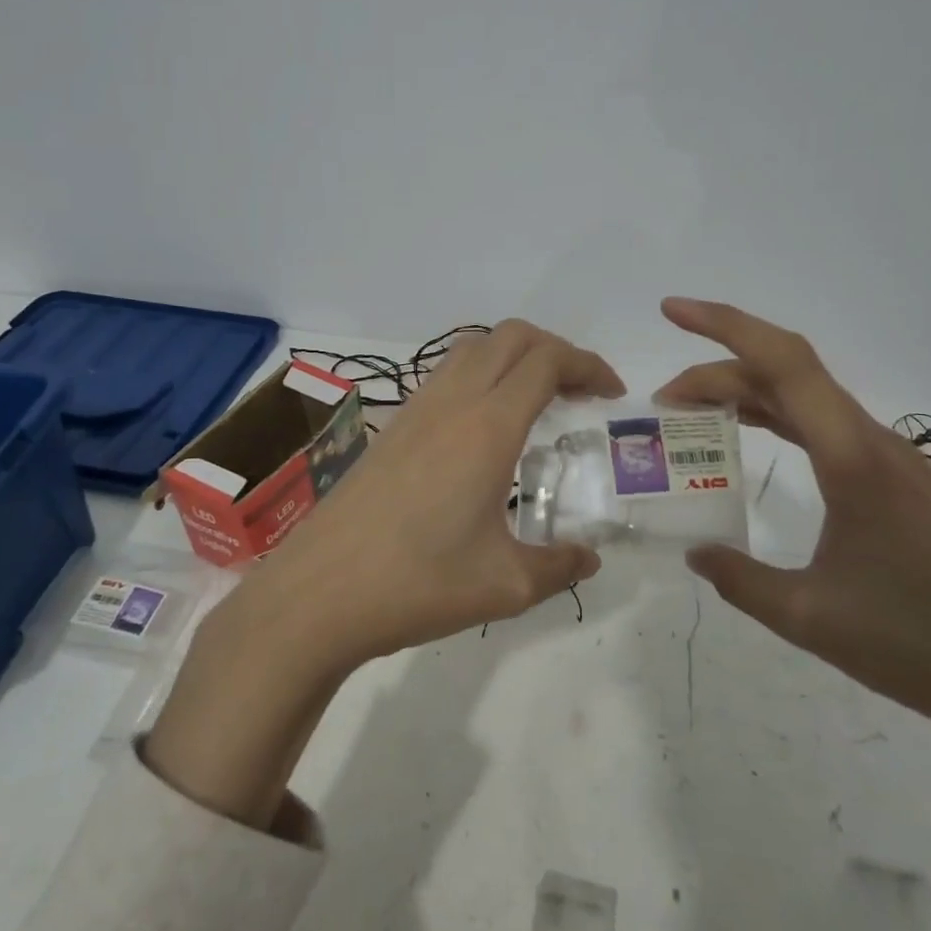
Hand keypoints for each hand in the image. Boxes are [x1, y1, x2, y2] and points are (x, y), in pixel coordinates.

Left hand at [144, 320, 620, 828]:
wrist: (319, 593)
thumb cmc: (417, 584)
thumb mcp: (504, 586)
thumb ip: (558, 566)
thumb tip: (588, 558)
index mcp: (488, 427)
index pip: (547, 361)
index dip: (587, 365)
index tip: (611, 393)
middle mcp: (452, 402)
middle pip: (512, 337)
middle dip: (555, 350)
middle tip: (580, 392)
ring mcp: (415, 409)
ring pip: (473, 348)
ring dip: (513, 357)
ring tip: (537, 401)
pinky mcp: (392, 426)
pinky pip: (446, 374)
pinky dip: (480, 375)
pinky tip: (484, 428)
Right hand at [655, 296, 930, 752]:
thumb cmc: (915, 644)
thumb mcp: (808, 617)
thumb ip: (739, 579)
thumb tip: (693, 552)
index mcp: (851, 458)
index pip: (782, 362)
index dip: (723, 326)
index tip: (671, 311)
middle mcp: (870, 441)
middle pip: (785, 372)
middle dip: (716, 369)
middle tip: (662, 402)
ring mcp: (886, 458)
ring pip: (803, 396)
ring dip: (744, 391)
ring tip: (691, 412)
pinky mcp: (893, 479)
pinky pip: (822, 424)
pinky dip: (774, 415)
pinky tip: (750, 432)